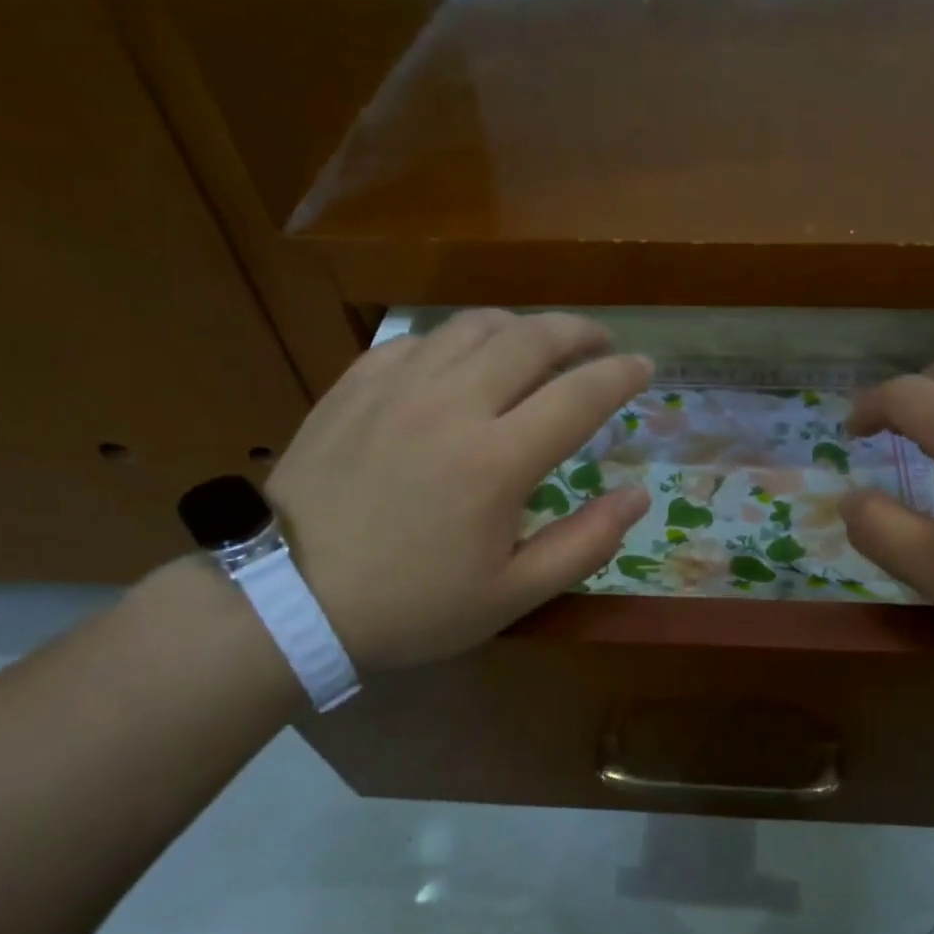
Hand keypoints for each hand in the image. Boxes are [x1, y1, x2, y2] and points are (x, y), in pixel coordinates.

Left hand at [266, 311, 651, 668]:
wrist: (289, 599)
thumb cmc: (411, 606)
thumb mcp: (511, 596)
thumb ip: (584, 544)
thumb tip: (636, 497)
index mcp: (497, 460)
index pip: (579, 395)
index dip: (621, 374)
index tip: (644, 366)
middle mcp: (452, 404)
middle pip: (531, 339)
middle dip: (579, 331)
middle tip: (600, 340)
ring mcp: (398, 387)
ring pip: (474, 327)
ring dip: (520, 327)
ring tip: (537, 344)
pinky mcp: (355, 386)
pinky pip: (419, 341)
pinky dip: (456, 342)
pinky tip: (460, 364)